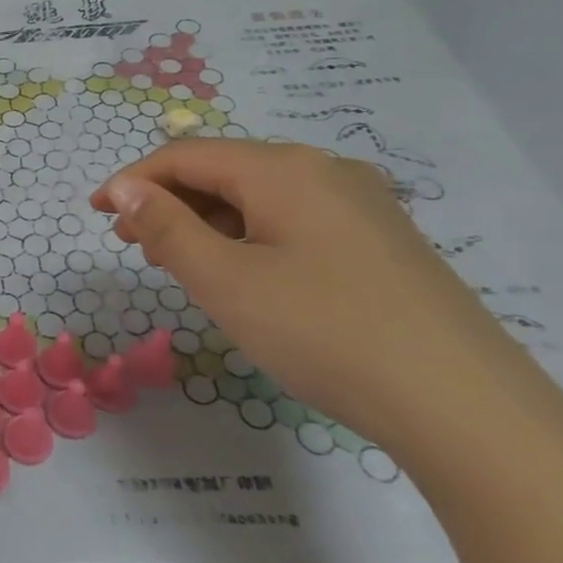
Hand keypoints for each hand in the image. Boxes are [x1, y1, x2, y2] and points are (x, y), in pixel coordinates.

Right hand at [91, 140, 537, 449]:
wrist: (466, 407)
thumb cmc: (325, 333)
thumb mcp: (226, 281)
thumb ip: (166, 228)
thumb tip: (125, 189)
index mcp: (284, 169)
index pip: (186, 155)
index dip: (133, 180)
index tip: (97, 214)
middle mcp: (324, 170)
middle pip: (224, 170)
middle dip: (168, 200)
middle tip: (130, 242)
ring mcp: (361, 205)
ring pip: (260, 197)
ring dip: (207, 220)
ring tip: (177, 260)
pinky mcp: (381, 241)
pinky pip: (294, 220)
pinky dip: (249, 236)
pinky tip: (243, 273)